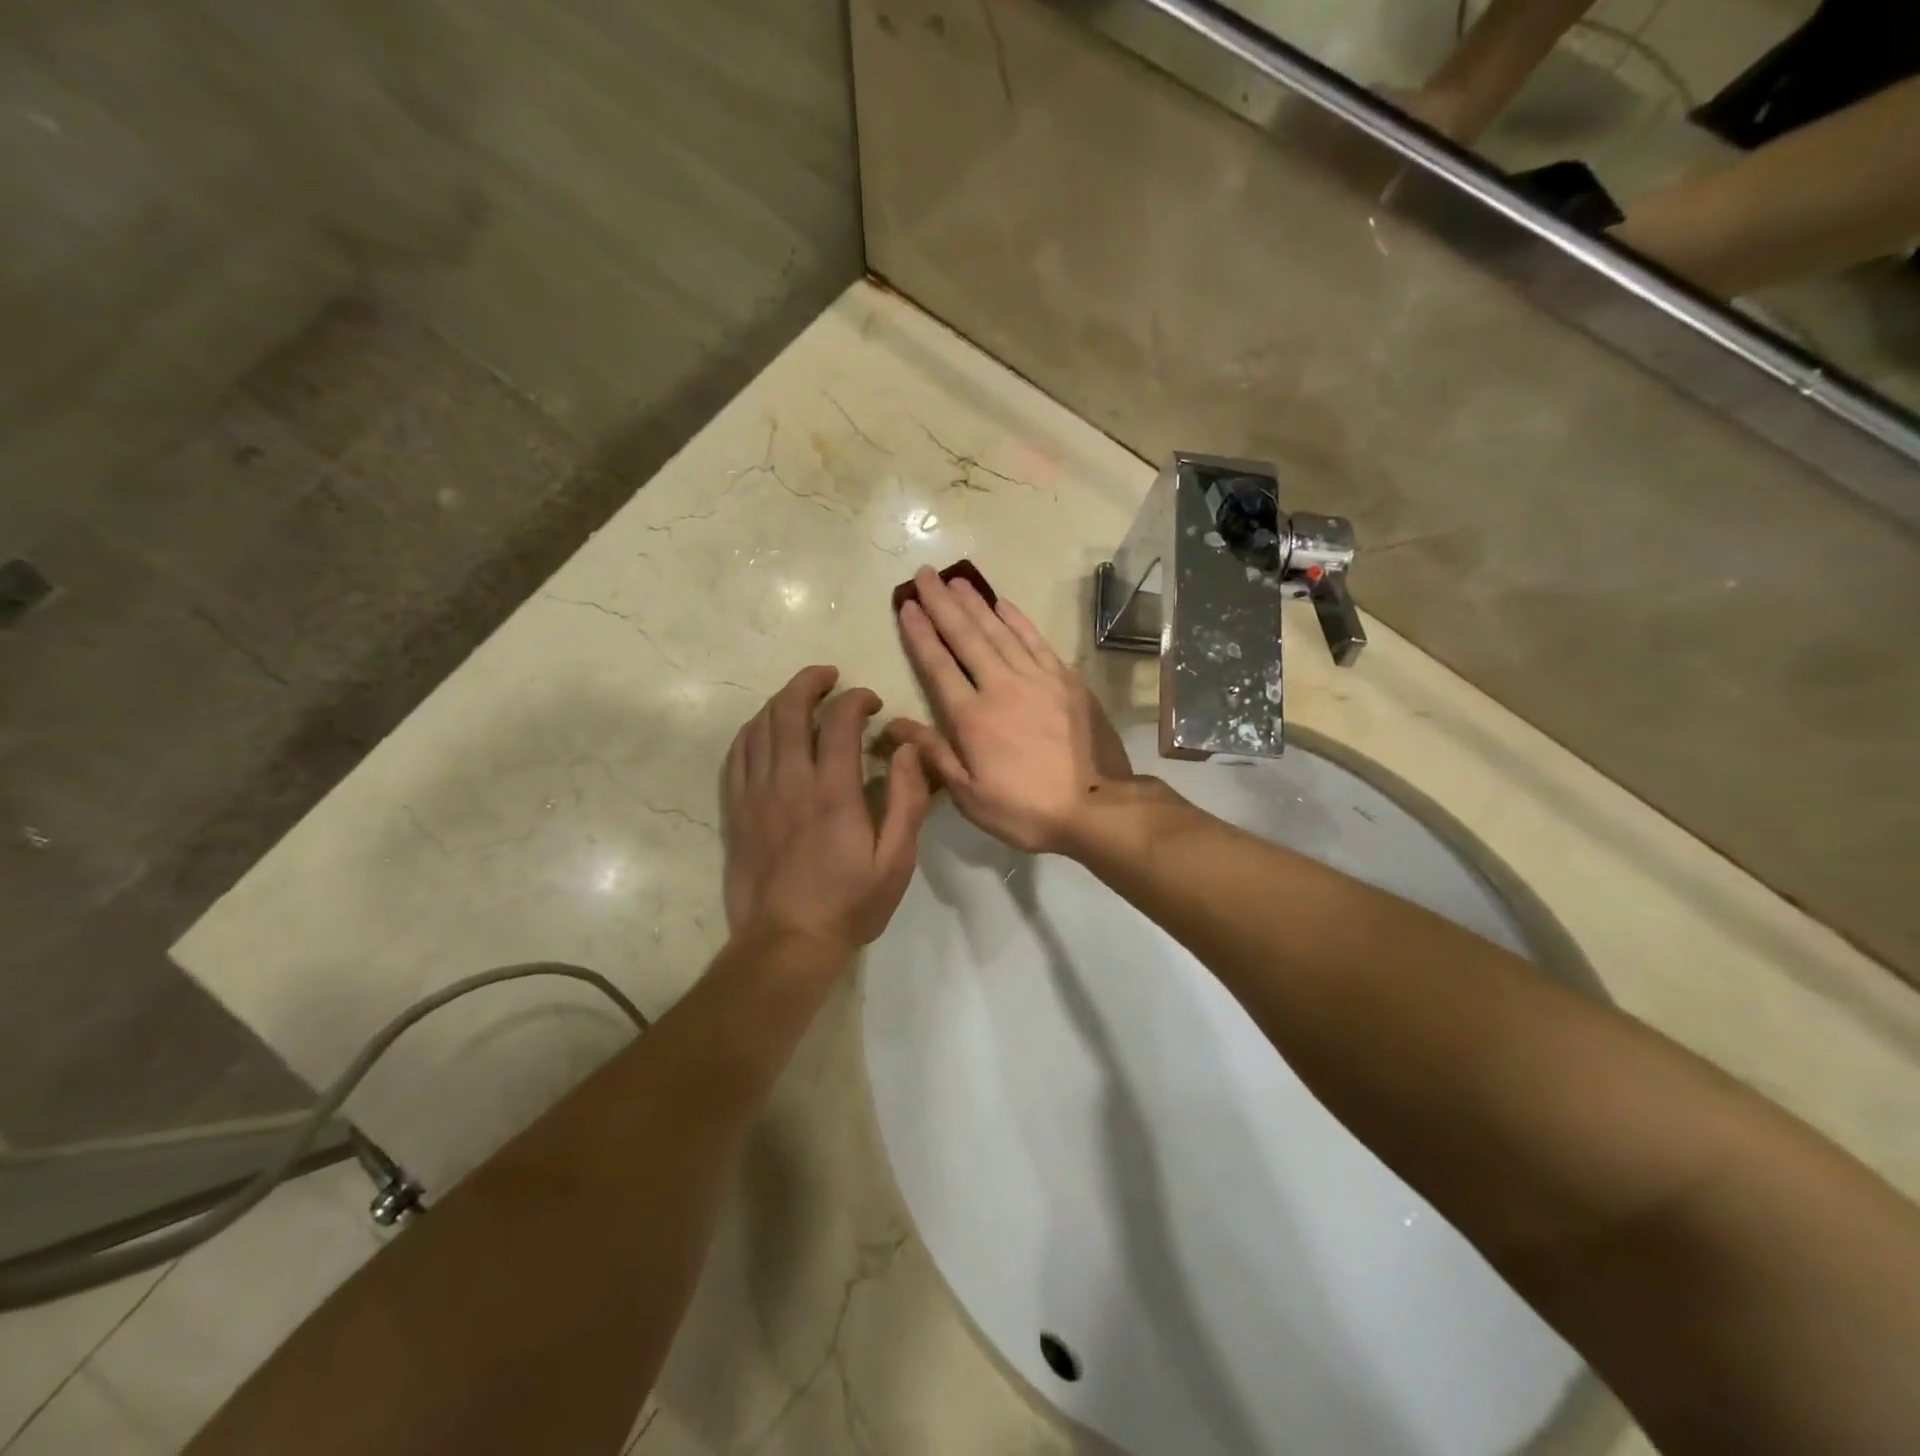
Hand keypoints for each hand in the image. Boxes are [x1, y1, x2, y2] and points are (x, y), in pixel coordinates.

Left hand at [723, 665, 929, 951]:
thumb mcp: (896, 861)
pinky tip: (766, 729)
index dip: (856, 699)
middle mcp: (789, 782)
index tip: (872, 703)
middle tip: (830, 676)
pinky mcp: (736, 810)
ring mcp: (756, 794)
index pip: (839, 720)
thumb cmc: (849, 904)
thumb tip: (907, 749)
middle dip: (810, 682)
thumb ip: (906, 801)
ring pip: (759, 726)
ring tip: (801, 696)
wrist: (786, 944)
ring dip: (781, 700)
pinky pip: (737, 754)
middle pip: (789, 709)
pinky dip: (753, 730)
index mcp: (832, 792)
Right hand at [885, 567, 1130, 853]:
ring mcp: (1037, 678)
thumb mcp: (970, 796)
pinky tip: (1002, 603)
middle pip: (966, 637)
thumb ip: (934, 754)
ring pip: (999, 631)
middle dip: (941, 604)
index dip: (920, 634)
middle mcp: (1000, 686)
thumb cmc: (1026, 810)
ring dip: (975, 603)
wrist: (1096, 807)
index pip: (938, 665)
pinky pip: (1035, 639)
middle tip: (924, 575)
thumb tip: (895, 724)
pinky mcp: (1065, 679)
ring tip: (955, 580)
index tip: (907, 606)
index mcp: (972, 717)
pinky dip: (1017, 618)